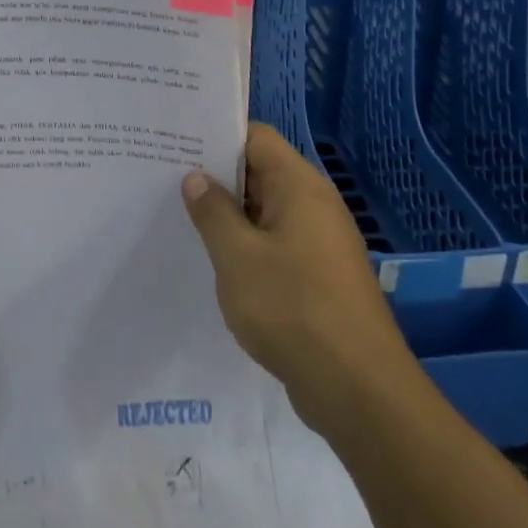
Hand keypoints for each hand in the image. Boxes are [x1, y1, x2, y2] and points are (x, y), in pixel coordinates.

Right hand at [182, 123, 413, 442]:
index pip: (256, 137)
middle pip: (261, 172)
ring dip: (231, 216)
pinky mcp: (320, 276)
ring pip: (267, 212)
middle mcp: (315, 205)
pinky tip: (217, 263)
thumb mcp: (237, 256)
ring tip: (183, 219)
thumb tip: (197, 177)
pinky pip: (277, 244)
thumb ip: (213, 212)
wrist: (359, 390)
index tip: (177, 144)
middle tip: (167, 181)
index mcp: (299, 186)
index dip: (217, 136)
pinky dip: (248, 246)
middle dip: (218, 177)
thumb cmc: (293, 308)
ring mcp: (321, 242)